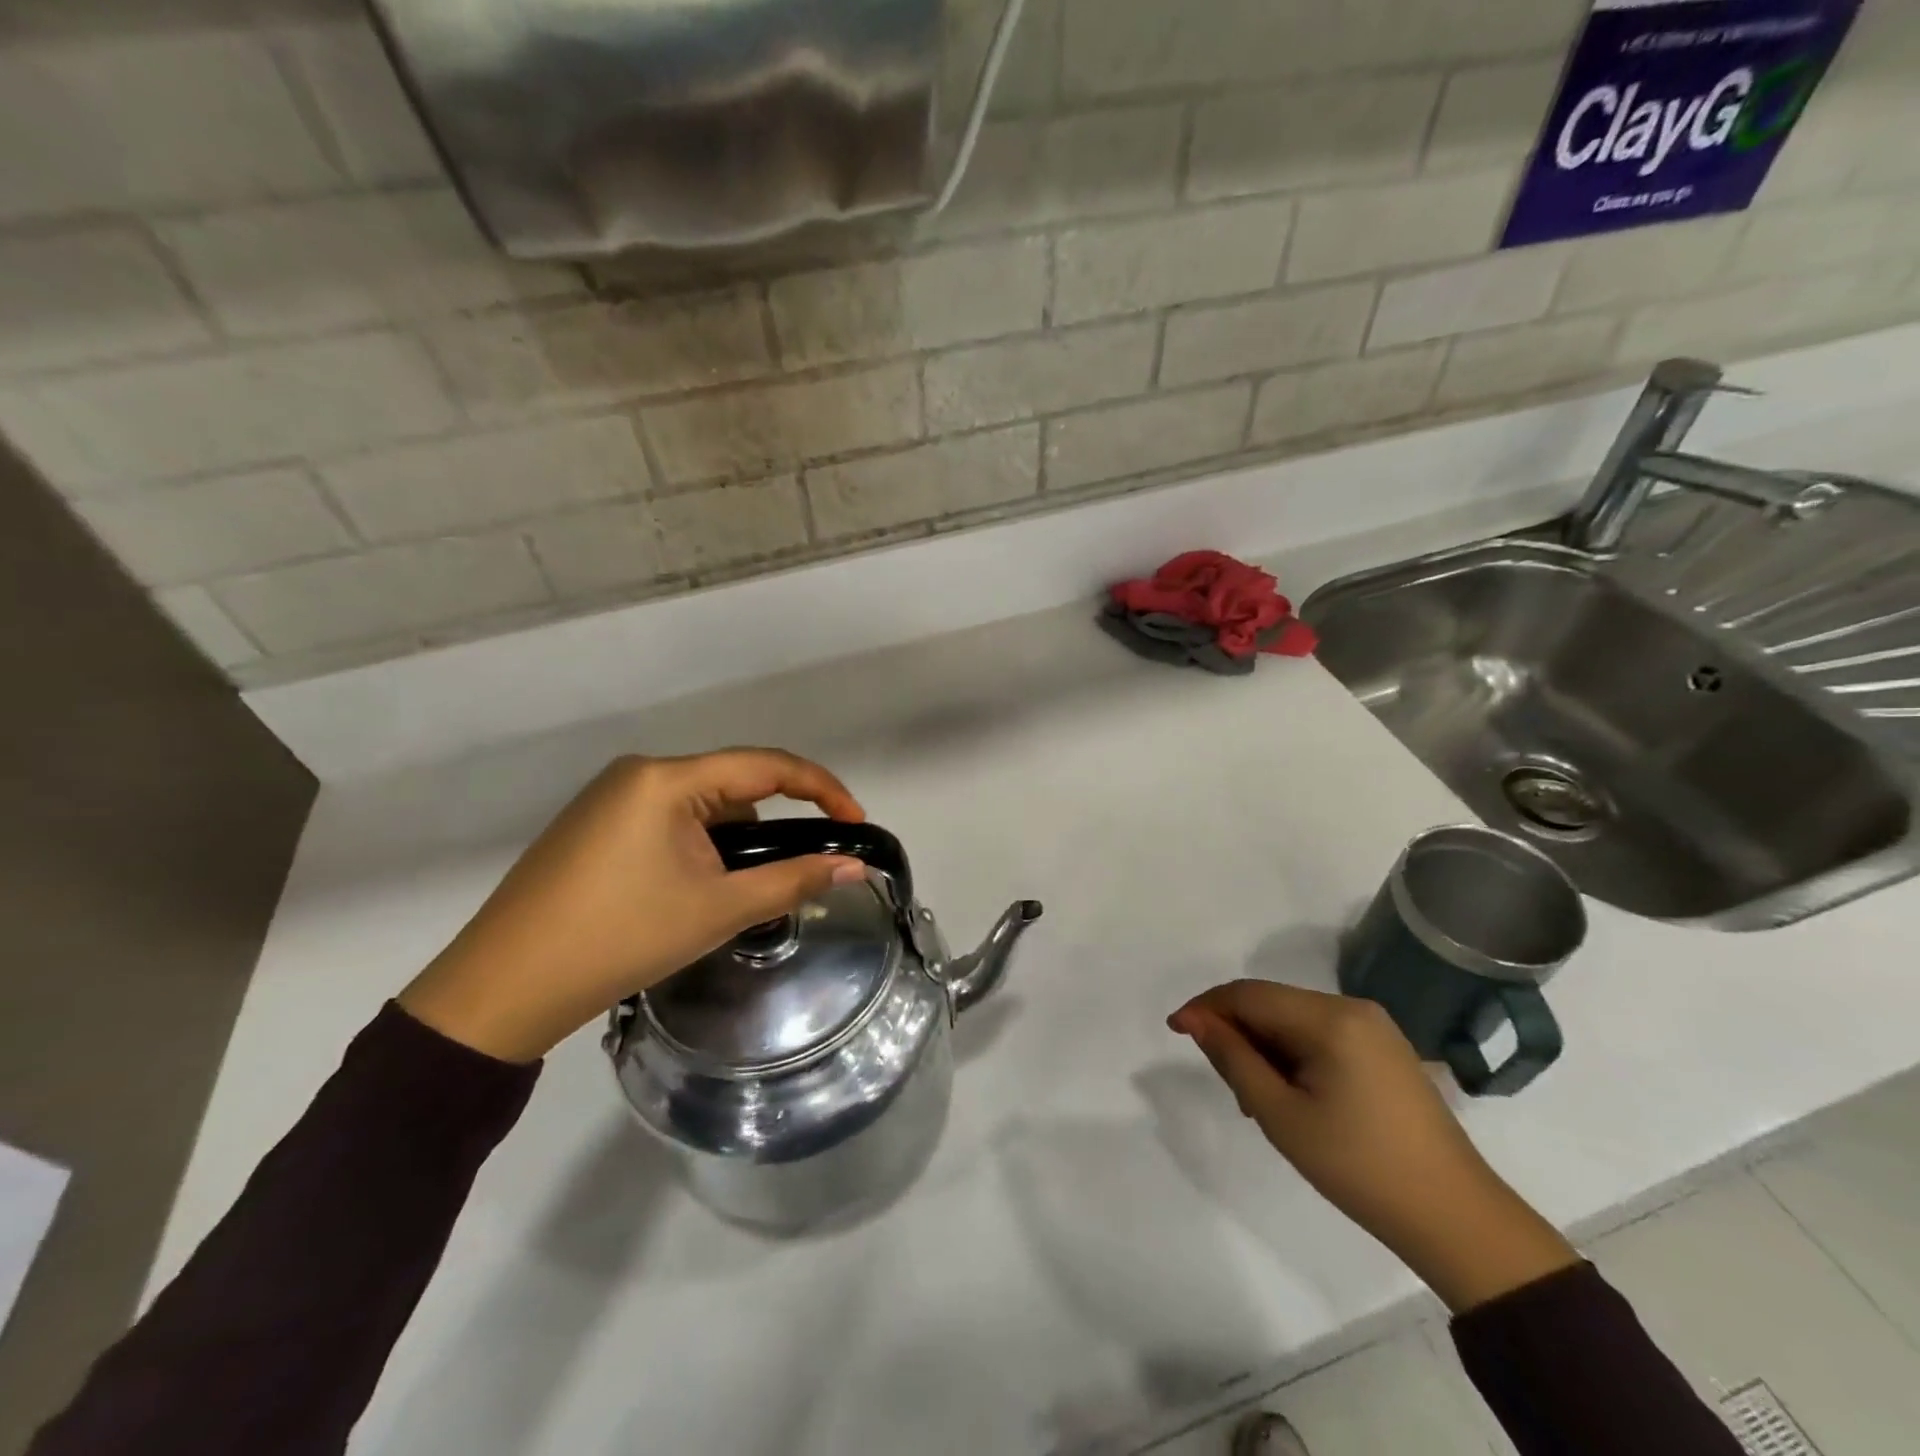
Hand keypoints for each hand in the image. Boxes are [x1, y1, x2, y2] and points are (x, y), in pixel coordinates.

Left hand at [400, 749, 866, 1063]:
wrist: (502, 990)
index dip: (822, 790)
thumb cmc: (620, 939)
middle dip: (770, 826)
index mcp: (668, 779)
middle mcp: (638, 773)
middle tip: (788, 876)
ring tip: (726, 897)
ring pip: (700, 806)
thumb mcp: (718, 910)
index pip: (767, 766)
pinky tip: (686, 891)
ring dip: (730, 841)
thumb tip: (855, 866)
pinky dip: (696, 846)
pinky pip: (667, 820)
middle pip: (733, 785)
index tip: (855, 824)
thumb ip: (793, 880)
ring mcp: (609, 797)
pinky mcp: (592, 825)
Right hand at [1169, 981, 1577, 1311]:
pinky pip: (1321, 1035)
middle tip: (1224, 1083)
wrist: (1456, 1219)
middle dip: (1237, 1032)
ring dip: (1264, 1047)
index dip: (1207, 1007)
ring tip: (1256, 1099)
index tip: (1174, 1030)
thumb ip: (1233, 1058)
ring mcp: (1375, 1027)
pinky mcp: (1385, 1049)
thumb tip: (1194, 1019)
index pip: (1249, 995)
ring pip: (1294, 1020)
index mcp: (1330, 1018)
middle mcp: (1353, 1008)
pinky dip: (1293, 1055)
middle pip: (1272, 1004)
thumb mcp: (1281, 1115)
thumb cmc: (1359, 1167)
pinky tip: (1291, 1095)